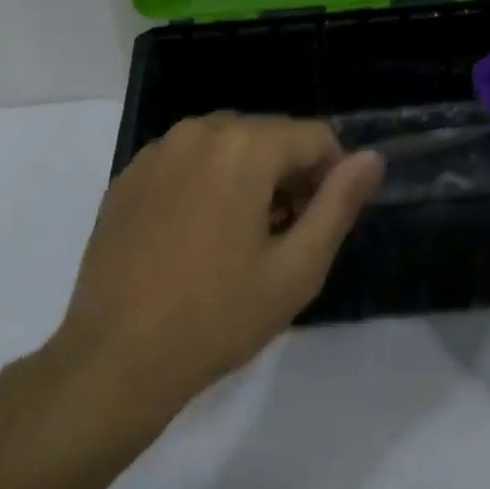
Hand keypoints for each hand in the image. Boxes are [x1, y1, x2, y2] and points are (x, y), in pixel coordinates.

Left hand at [51, 115, 384, 412]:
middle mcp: (197, 132)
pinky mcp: (128, 176)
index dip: (333, 177)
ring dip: (249, 176)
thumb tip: (373, 158)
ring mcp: (155, 151)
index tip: (320, 225)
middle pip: (269, 135)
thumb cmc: (218, 316)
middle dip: (290, 175)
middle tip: (284, 236)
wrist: (116, 357)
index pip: (315, 137)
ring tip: (242, 238)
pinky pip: (187, 161)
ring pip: (227, 145)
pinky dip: (208, 182)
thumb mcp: (297, 268)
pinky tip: (198, 236)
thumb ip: (339, 204)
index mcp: (243, 146)